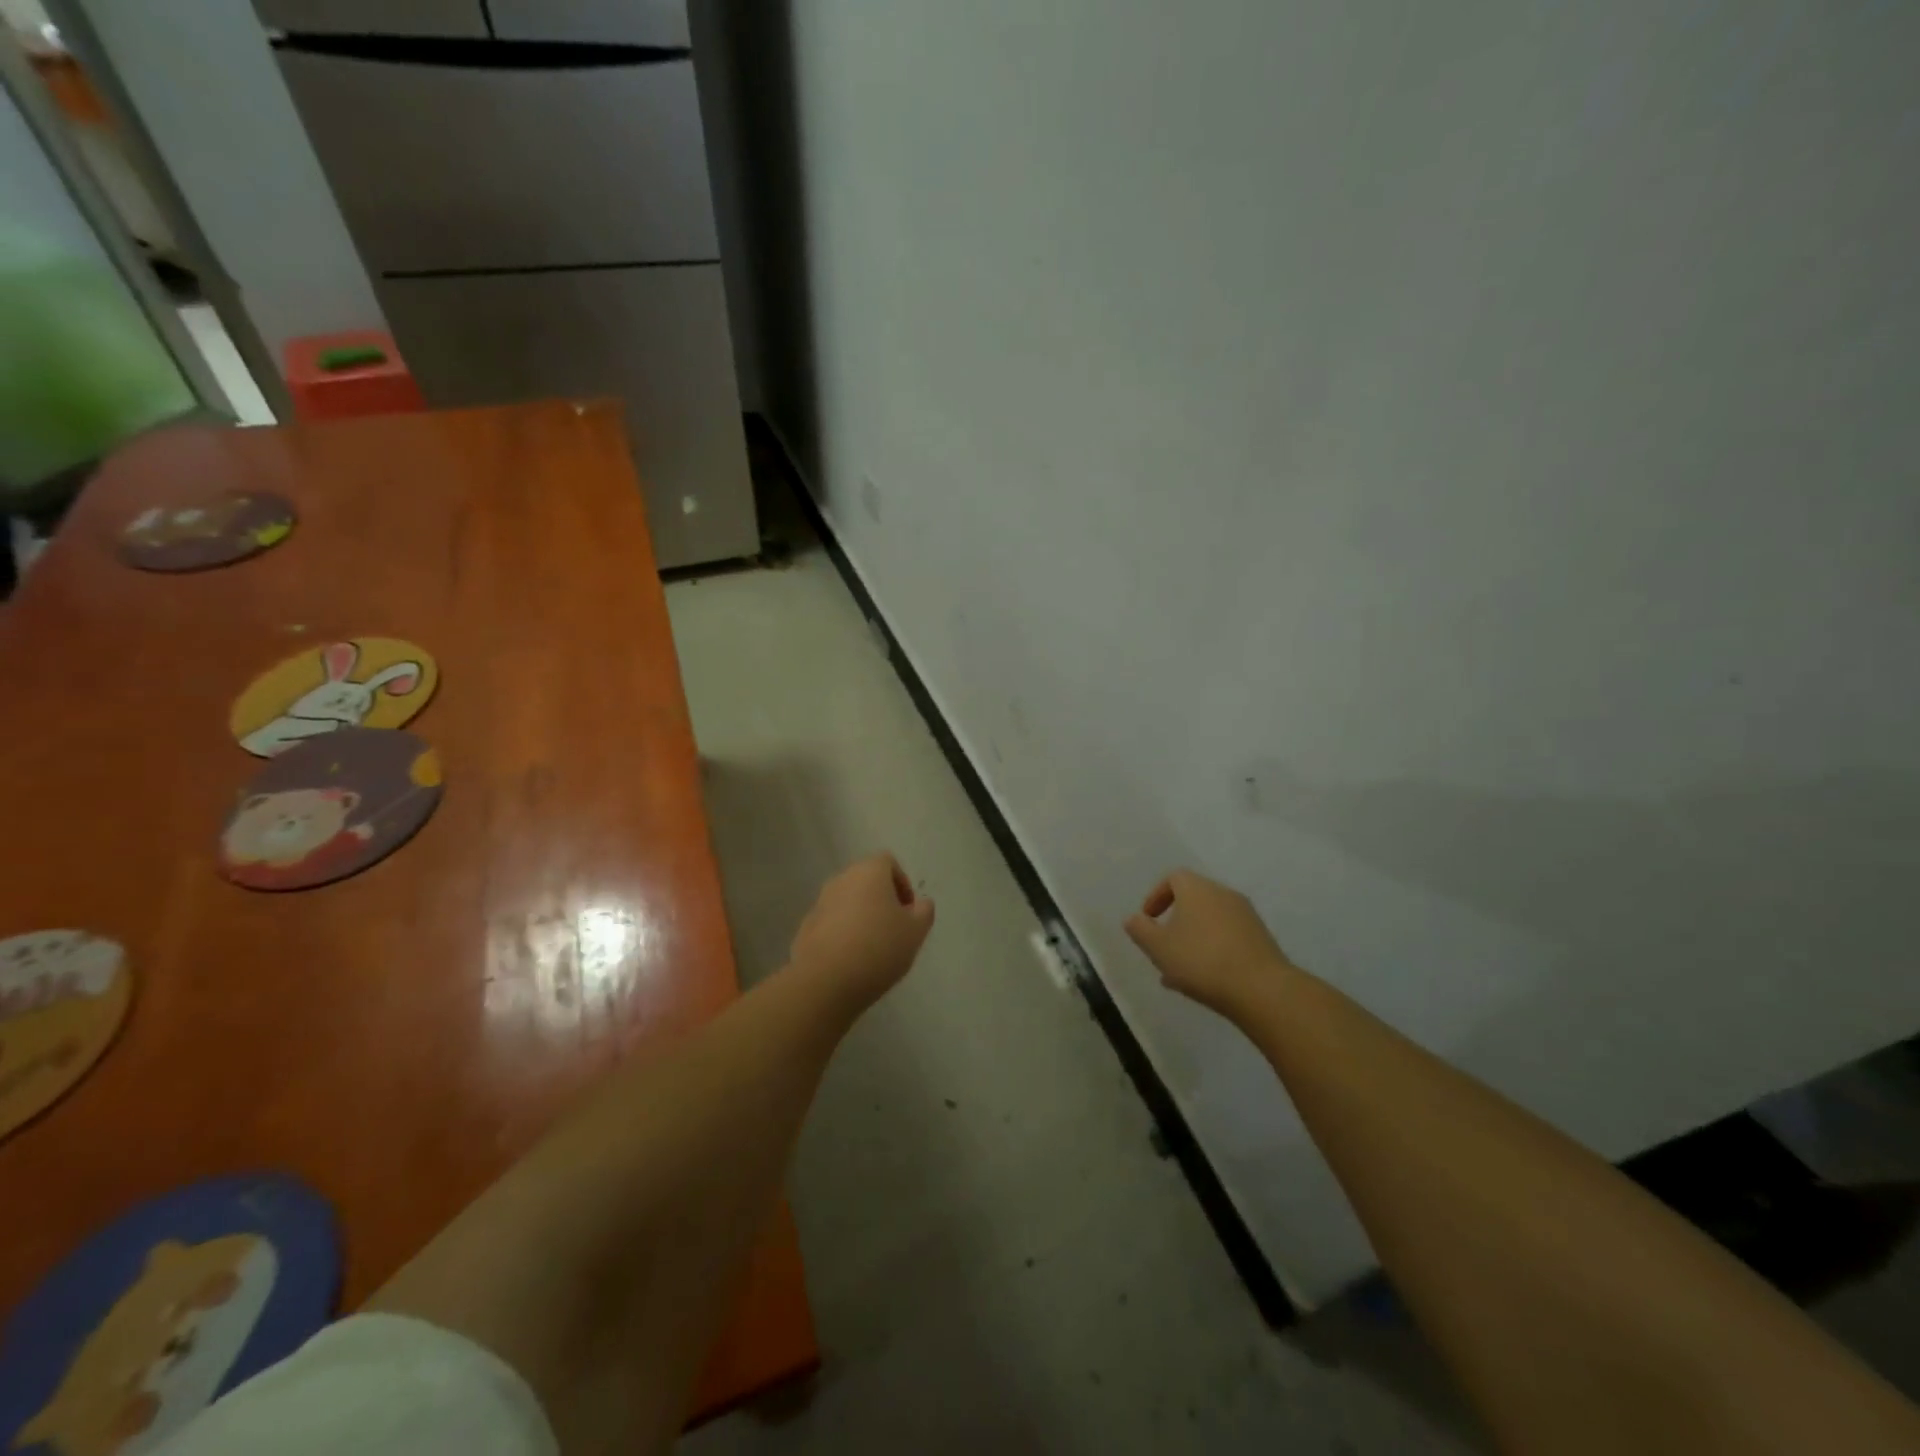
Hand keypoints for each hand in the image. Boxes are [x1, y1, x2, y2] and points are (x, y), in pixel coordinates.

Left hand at [790, 853, 935, 1010]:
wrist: (827, 980)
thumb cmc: (879, 947)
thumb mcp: (916, 931)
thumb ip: (924, 912)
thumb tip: (920, 904)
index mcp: (869, 872)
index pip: (888, 862)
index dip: (902, 883)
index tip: (908, 911)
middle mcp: (841, 879)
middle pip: (866, 881)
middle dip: (881, 900)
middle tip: (894, 929)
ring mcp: (820, 903)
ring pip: (847, 902)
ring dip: (861, 917)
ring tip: (873, 949)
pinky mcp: (806, 928)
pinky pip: (831, 924)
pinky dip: (842, 934)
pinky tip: (850, 960)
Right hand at [1125, 870, 1294, 1020]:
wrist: (1261, 989)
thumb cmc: (1201, 961)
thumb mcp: (1159, 948)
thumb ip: (1141, 930)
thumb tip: (1133, 919)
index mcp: (1196, 889)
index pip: (1173, 878)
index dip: (1156, 896)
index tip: (1148, 919)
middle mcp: (1223, 894)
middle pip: (1193, 900)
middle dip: (1174, 922)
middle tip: (1162, 947)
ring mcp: (1246, 915)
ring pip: (1210, 922)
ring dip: (1192, 939)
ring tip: (1179, 971)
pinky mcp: (1261, 938)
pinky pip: (1227, 937)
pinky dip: (1212, 949)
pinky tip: (1205, 979)